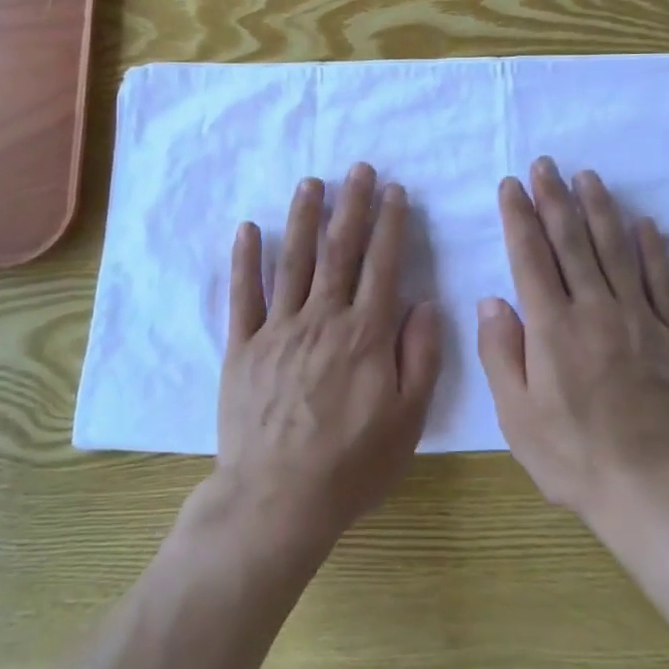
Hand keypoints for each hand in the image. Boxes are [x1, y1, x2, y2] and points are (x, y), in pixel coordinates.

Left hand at [215, 163, 441, 556]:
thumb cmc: (352, 464)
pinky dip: (246, 260)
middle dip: (352, 206)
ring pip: (293, 262)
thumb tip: (425, 303)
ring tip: (311, 183)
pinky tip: (248, 228)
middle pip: (340, 252)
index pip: (382, 266)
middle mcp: (323, 319)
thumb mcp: (408, 419)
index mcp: (366, 335)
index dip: (391, 225)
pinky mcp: (243, 347)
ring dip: (303, 218)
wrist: (278, 499)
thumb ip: (421, 356)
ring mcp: (278, 330)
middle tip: (359, 168)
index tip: (395, 191)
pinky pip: (244, 295)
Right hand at [478, 158, 668, 529]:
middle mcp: (594, 310)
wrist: (654, 491)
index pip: (530, 256)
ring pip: (616, 250)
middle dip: (555, 198)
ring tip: (588, 177)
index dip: (519, 216)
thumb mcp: (516, 415)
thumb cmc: (573, 457)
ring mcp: (639, 319)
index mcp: (552, 328)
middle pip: (571, 241)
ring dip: (600, 209)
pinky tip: (644, 223)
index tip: (512, 185)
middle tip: (545, 164)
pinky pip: (663, 281)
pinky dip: (653, 249)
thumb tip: (492, 298)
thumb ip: (500, 352)